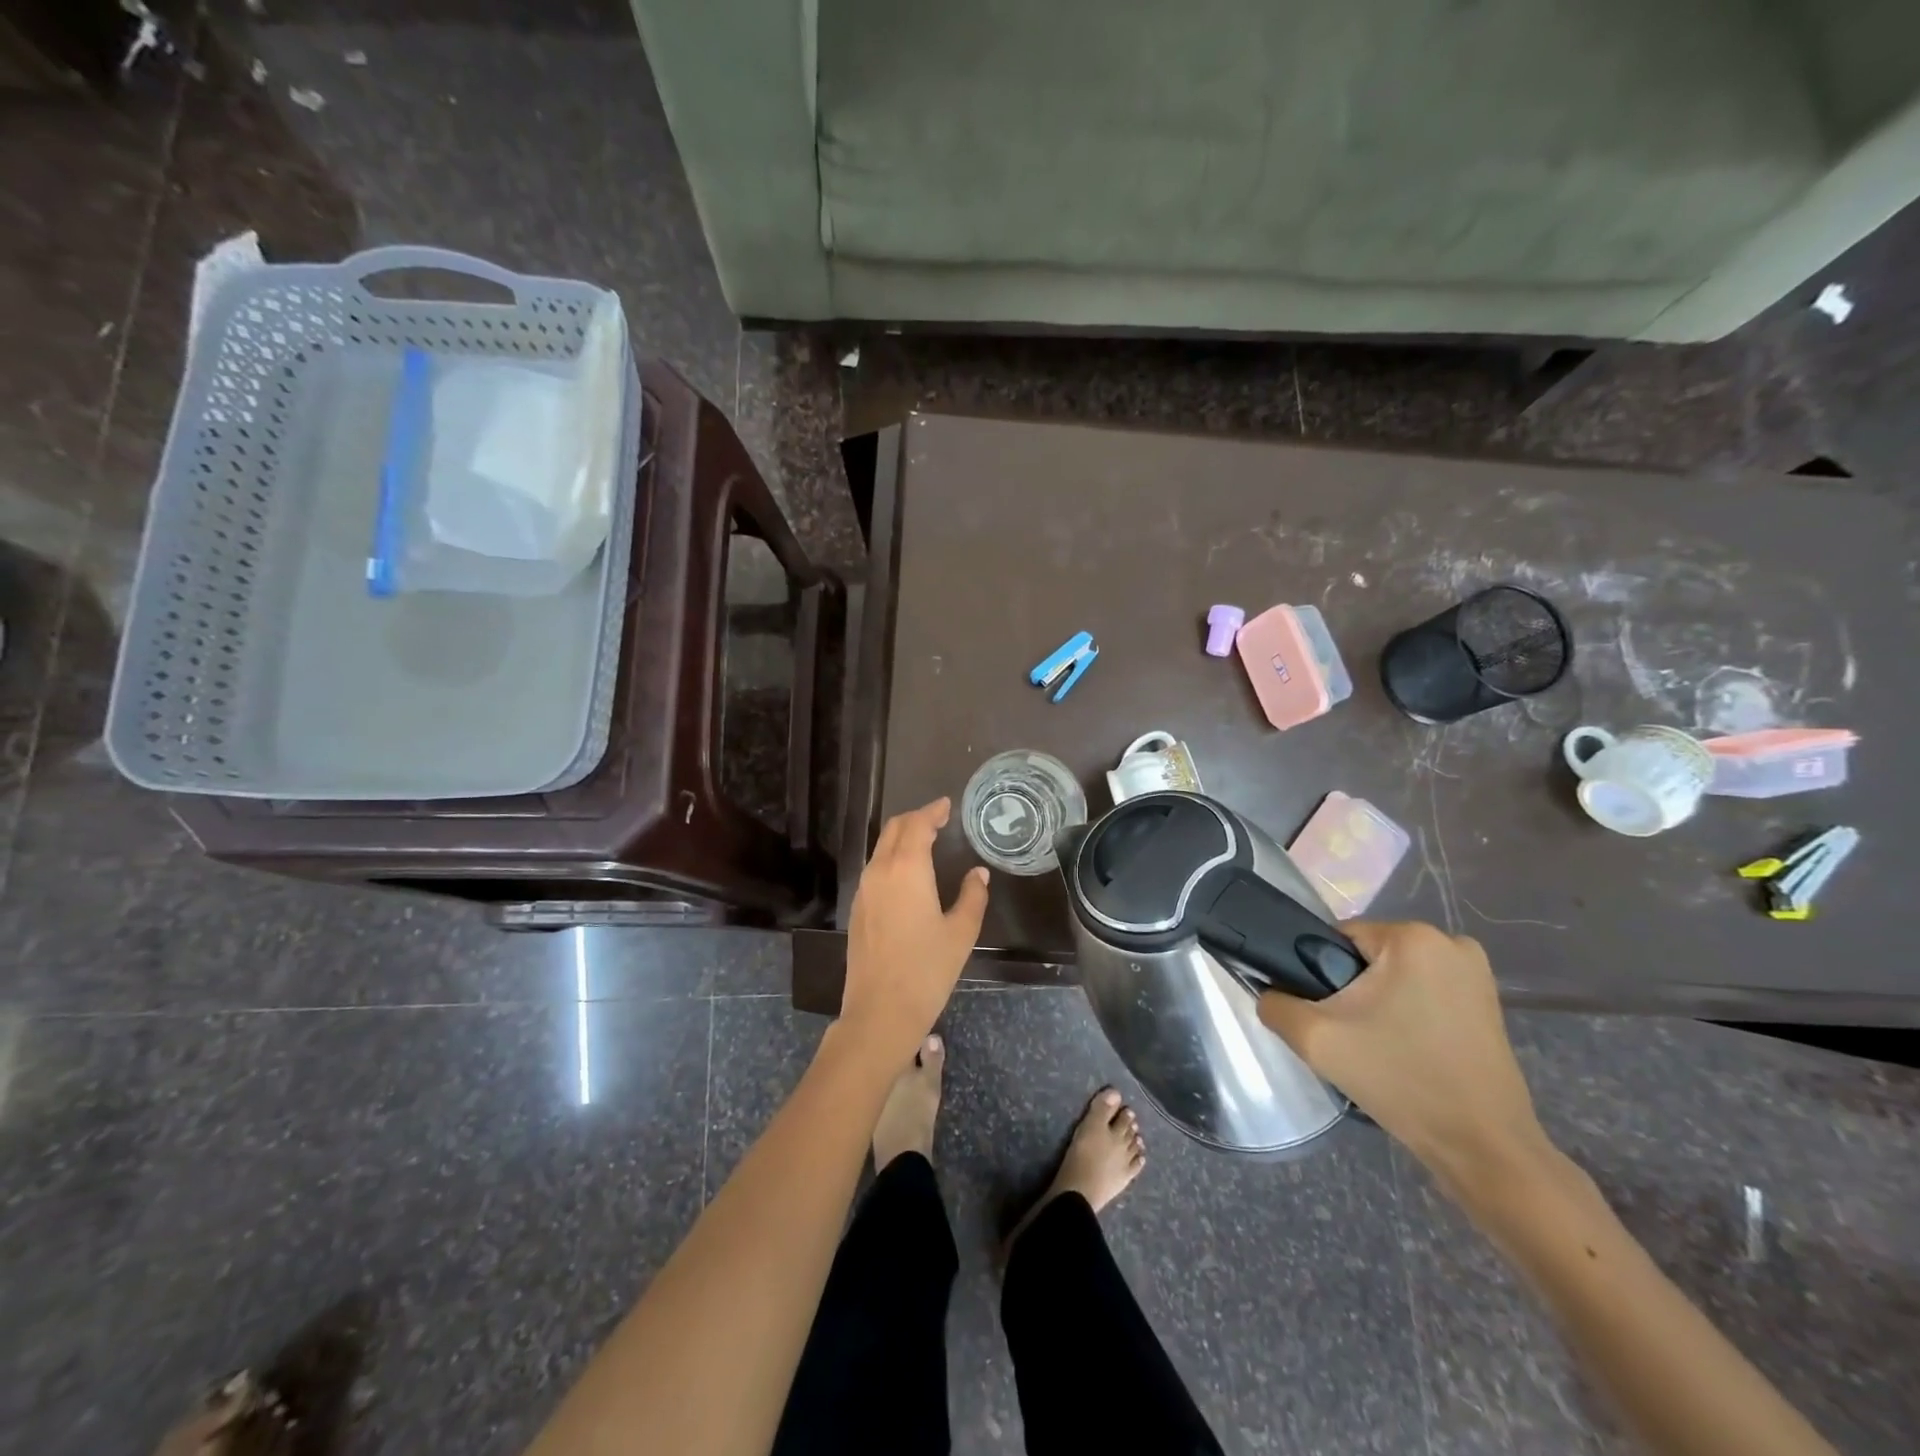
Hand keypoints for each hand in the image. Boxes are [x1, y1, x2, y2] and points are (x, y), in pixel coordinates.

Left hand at [840, 798, 989, 1062]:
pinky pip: (875, 869)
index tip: (946, 805)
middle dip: (915, 819)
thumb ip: (972, 896)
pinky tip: (908, 873)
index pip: (917, 825)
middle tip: (938, 819)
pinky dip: (892, 858)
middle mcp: (880, 871)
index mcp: (907, 869)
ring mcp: (864, 890)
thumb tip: (978, 874)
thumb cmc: (927, 970)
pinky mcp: (857, 909)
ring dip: (902, 837)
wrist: (880, 1011)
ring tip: (926, 841)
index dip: (932, 811)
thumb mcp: (961, 932)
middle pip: (894, 830)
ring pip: (881, 848)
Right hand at [1257, 920, 1552, 1194]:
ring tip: (1378, 1048)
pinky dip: (1410, 1013)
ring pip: (1397, 975)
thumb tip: (1271, 994)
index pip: (1338, 938)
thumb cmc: (1400, 1080)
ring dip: (1381, 1003)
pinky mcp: (1490, 1004)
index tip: (1328, 1016)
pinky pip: (1426, 993)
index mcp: (1412, 937)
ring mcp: (1477, 973)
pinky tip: (1407, 1050)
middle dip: (1352, 990)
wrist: (1482, 1148)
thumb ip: (1275, 1004)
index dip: (1321, 975)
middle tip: (1350, 1038)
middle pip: (1369, 956)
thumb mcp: (1315, 1039)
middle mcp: (1450, 942)